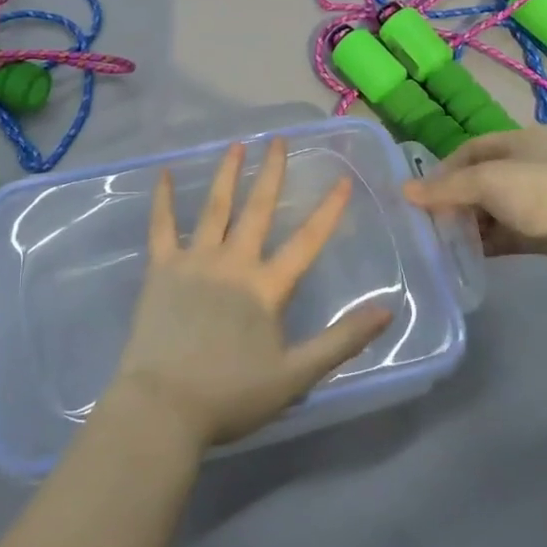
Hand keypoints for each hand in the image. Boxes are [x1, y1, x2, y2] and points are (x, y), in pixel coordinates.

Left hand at [110, 139, 394, 449]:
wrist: (164, 406)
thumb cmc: (231, 395)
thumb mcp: (296, 376)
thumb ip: (342, 341)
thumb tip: (386, 311)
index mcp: (266, 287)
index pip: (306, 242)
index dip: (328, 211)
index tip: (343, 179)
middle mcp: (233, 262)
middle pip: (257, 209)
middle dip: (271, 173)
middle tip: (279, 140)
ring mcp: (195, 261)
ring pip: (214, 208)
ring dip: (227, 174)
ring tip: (237, 144)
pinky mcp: (161, 269)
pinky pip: (161, 227)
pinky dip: (163, 199)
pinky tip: (163, 174)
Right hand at [404, 128, 546, 285]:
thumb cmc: (540, 192)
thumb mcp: (486, 182)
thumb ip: (445, 188)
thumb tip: (404, 191)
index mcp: (522, 141)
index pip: (473, 149)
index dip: (446, 168)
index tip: (425, 193)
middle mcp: (533, 165)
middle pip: (483, 180)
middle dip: (457, 198)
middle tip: (433, 219)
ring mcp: (544, 199)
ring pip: (496, 209)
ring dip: (472, 223)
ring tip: (447, 239)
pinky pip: (510, 233)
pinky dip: (490, 241)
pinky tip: (470, 254)